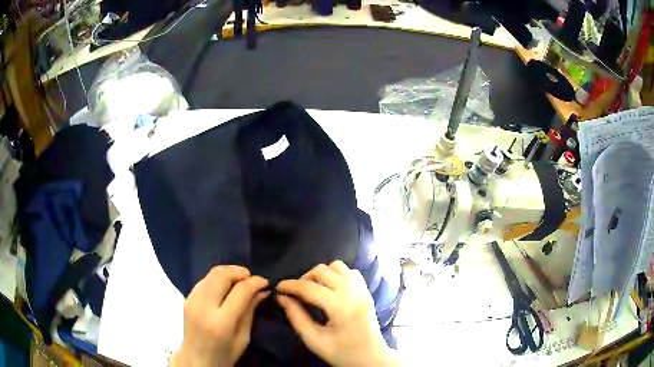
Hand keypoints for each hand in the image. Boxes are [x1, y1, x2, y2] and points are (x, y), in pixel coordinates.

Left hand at [173, 266, 268, 366]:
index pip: (240, 291)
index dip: (255, 282)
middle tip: (251, 278)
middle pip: (222, 275)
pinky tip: (225, 287)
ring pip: (211, 273)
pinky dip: (218, 278)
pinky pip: (204, 279)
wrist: (196, 359)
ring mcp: (192, 300)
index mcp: (221, 322)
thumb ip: (250, 311)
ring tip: (240, 281)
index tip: (264, 281)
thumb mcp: (243, 337)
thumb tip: (262, 290)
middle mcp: (204, 307)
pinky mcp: (187, 297)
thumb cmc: (224, 354)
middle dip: (240, 271)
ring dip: (229, 272)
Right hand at [276, 261, 400, 366]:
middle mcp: (353, 292)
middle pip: (322, 271)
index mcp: (341, 307)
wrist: (371, 358)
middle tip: (295, 294)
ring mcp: (362, 289)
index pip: (310, 288)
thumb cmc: (342, 353)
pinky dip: (336, 274)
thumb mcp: (314, 341)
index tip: (277, 288)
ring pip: (336, 266)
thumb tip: (282, 298)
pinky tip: (330, 289)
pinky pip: (349, 271)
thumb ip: (296, 317)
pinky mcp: (367, 290)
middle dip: (304, 279)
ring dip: (321, 274)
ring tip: (313, 290)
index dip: (290, 285)